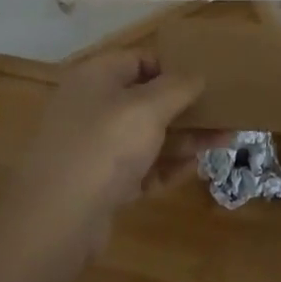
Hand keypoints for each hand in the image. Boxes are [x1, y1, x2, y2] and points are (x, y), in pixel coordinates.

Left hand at [4, 50, 227, 260]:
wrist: (55, 222)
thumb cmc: (103, 148)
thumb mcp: (146, 108)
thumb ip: (177, 87)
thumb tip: (197, 75)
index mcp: (95, 77)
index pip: (139, 59)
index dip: (173, 66)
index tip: (206, 79)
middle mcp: (92, 106)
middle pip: (146, 99)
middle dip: (186, 107)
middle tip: (224, 112)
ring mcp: (94, 147)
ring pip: (146, 135)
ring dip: (184, 138)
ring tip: (225, 141)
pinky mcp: (100, 184)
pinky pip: (140, 167)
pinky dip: (166, 166)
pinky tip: (196, 168)